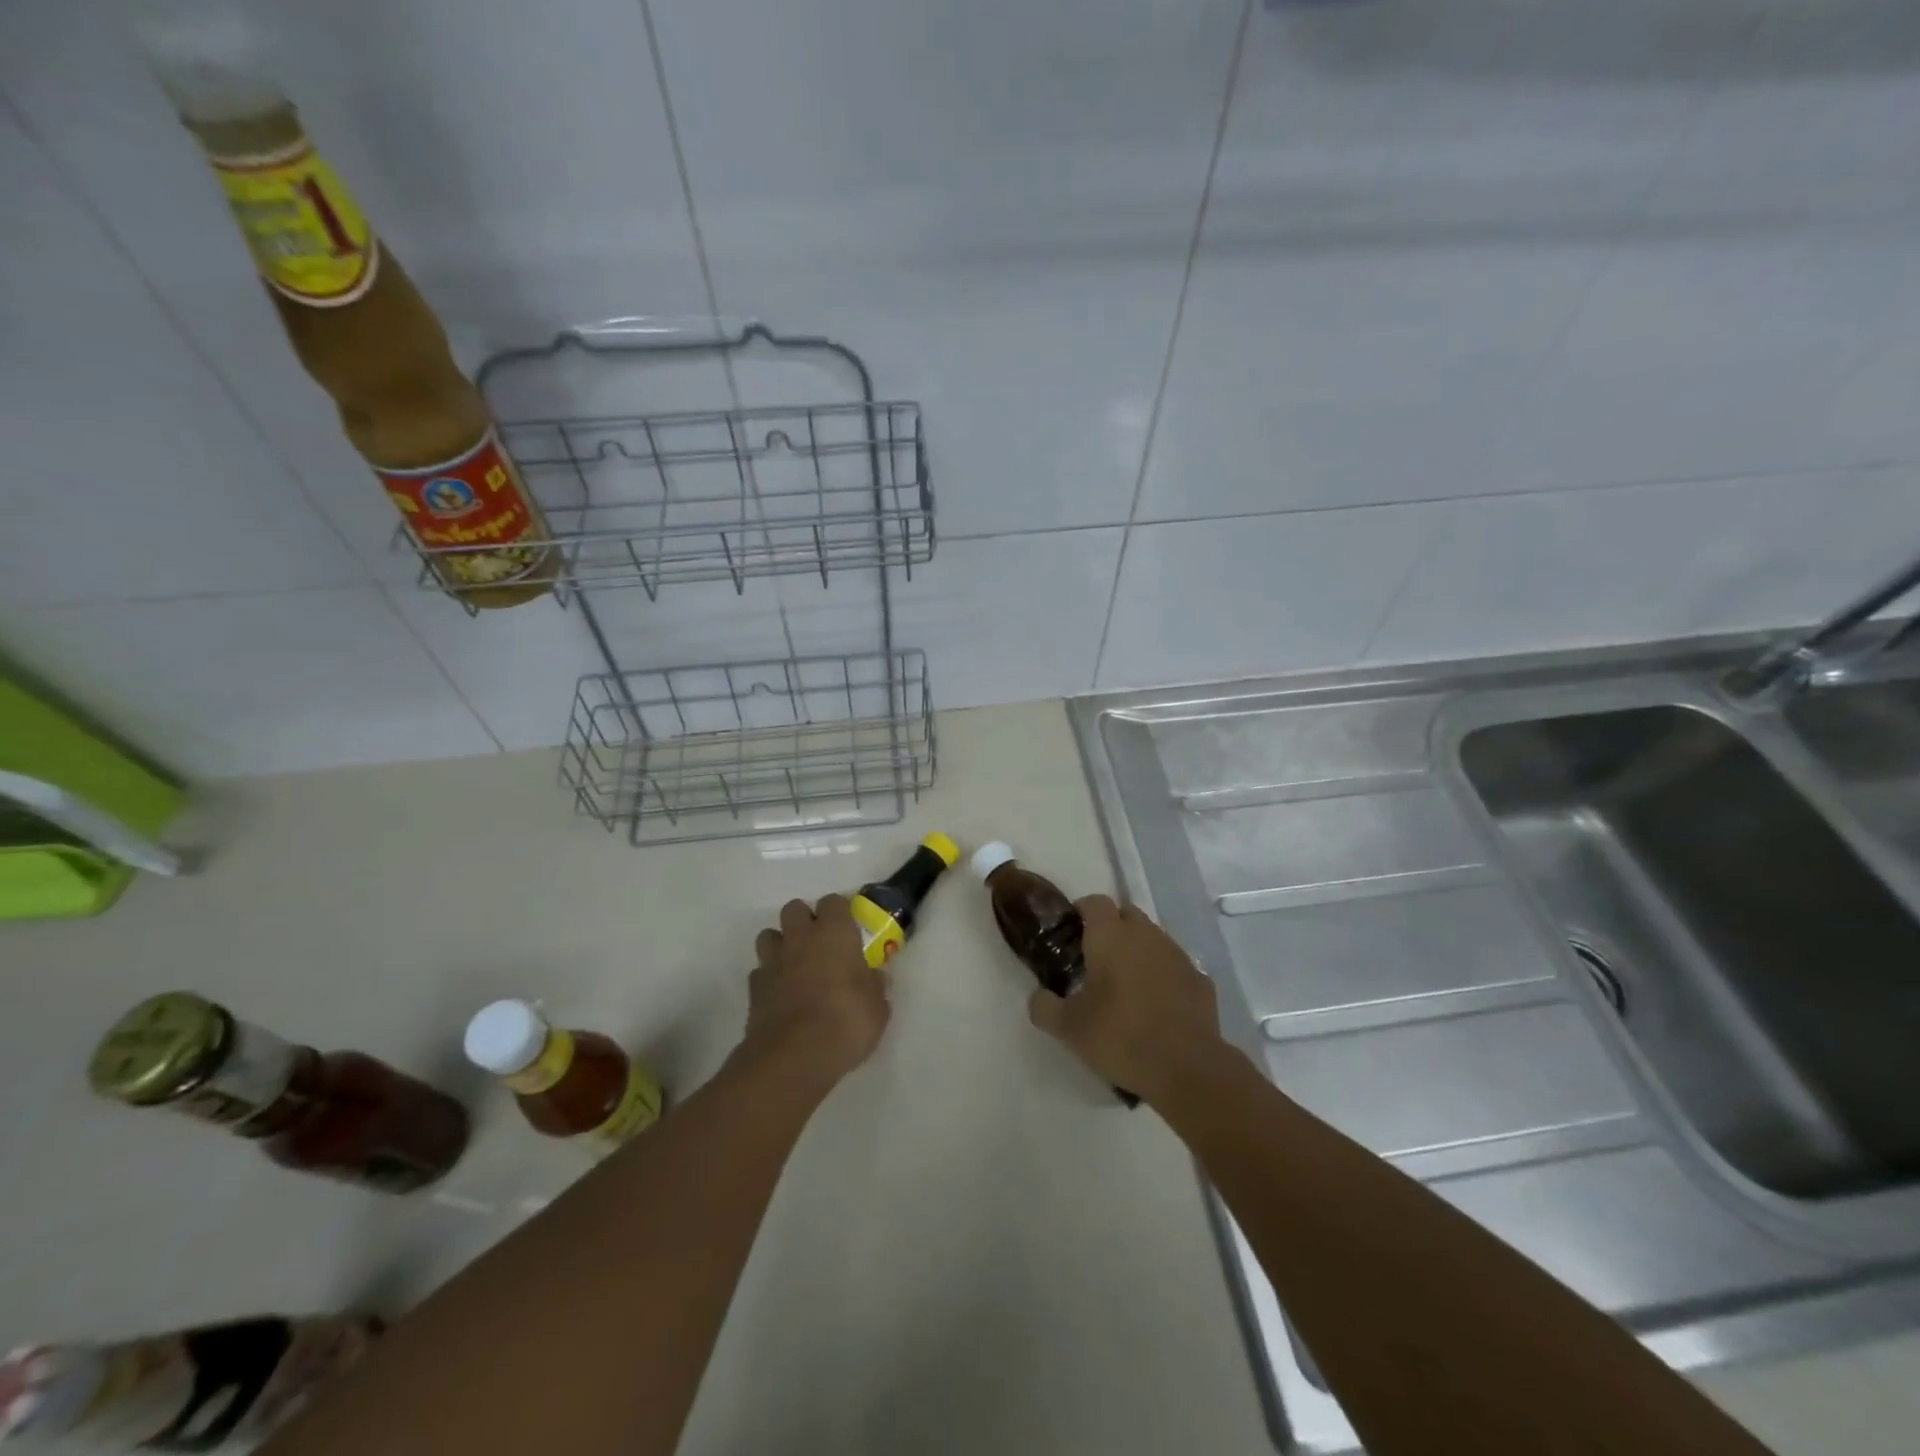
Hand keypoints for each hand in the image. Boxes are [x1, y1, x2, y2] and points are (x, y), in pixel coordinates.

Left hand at [745, 894, 889, 1090]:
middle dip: (805, 920)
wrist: (794, 1056)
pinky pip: (760, 971)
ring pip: (769, 935)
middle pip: (795, 908)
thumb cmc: (846, 1022)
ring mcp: (773, 961)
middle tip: (820, 943)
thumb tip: (876, 978)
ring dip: (781, 944)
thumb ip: (875, 987)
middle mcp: (800, 938)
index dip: (840, 912)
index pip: (833, 901)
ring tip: (796, 965)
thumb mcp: (878, 1008)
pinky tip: (781, 994)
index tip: (848, 928)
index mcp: (834, 933)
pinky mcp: (754, 988)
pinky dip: (769, 977)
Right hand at [1027, 896, 1223, 1103]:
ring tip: (1127, 982)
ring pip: (1153, 938)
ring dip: (1139, 950)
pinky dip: (1164, 975)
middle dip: (1112, 927)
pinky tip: (1157, 1003)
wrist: (1186, 1067)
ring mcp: (1177, 955)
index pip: (1095, 902)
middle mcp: (1145, 934)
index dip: (1081, 911)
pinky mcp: (1200, 979)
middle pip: (1126, 914)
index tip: (1071, 932)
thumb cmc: (1120, 1037)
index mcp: (1111, 936)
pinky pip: (1175, 966)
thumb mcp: (1068, 1028)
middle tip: (1096, 957)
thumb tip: (1039, 997)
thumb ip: (1044, 1006)